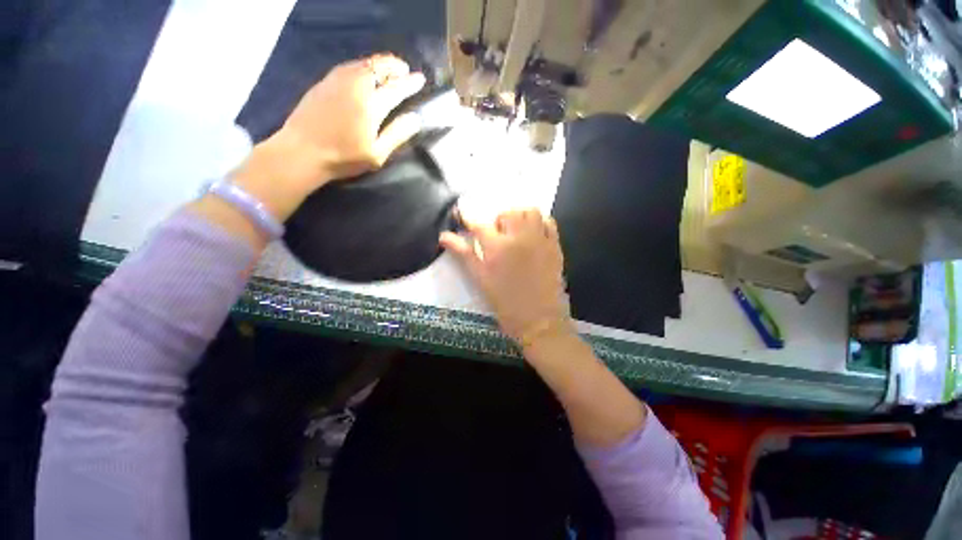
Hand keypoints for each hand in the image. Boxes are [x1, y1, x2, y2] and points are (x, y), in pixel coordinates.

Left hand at [234, 54, 425, 220]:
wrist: (302, 151)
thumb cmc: (344, 158)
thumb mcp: (377, 153)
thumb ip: (397, 134)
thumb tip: (415, 118)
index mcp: (370, 105)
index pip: (395, 88)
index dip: (409, 83)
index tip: (420, 79)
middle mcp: (355, 86)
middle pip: (378, 68)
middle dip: (394, 66)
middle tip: (405, 69)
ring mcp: (337, 81)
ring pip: (362, 63)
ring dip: (379, 63)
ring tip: (389, 67)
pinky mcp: (324, 82)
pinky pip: (349, 65)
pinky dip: (362, 65)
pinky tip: (365, 71)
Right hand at [440, 209, 571, 342]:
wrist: (538, 320)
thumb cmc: (505, 303)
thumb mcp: (480, 279)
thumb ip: (464, 254)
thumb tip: (444, 236)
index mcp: (498, 248)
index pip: (479, 225)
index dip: (468, 218)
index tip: (462, 214)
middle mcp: (520, 238)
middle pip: (507, 213)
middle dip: (498, 221)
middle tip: (497, 236)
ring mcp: (540, 240)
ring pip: (530, 212)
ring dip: (520, 217)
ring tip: (515, 232)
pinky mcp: (555, 246)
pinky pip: (549, 222)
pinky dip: (539, 222)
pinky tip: (533, 234)